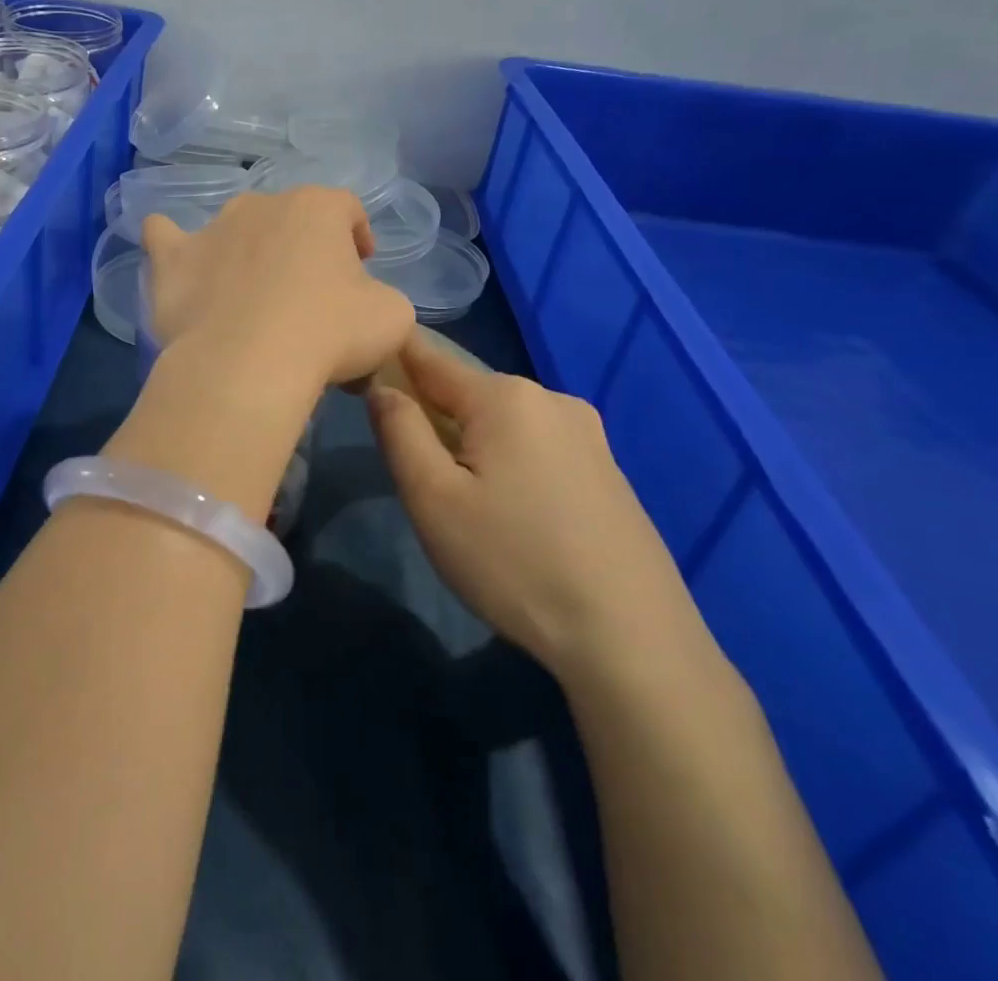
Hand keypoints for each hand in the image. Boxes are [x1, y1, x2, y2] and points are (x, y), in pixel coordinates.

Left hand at [142, 189, 414, 389]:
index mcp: (318, 207)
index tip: (361, 269)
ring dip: (247, 251)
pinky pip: (165, 237)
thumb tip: (363, 303)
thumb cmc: (330, 333)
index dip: (357, 236)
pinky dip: (172, 245)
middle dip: (301, 248)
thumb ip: (381, 297)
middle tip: (308, 295)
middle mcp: (262, 204)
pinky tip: (175, 258)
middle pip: (289, 219)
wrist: (248, 364)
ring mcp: (212, 228)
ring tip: (251, 296)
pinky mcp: (172, 259)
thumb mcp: (390, 316)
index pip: (347, 209)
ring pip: (234, 228)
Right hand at [366, 332, 702, 678]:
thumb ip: (399, 430)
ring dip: (473, 443)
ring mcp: (587, 434)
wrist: (633, 639)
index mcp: (505, 396)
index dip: (393, 360)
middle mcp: (550, 399)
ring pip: (503, 422)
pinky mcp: (607, 469)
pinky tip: (513, 513)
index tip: (364, 373)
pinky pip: (537, 446)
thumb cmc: (514, 562)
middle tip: (417, 474)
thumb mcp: (432, 499)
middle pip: (468, 392)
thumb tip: (382, 387)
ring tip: (465, 502)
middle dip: (434, 416)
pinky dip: (509, 462)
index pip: (430, 358)